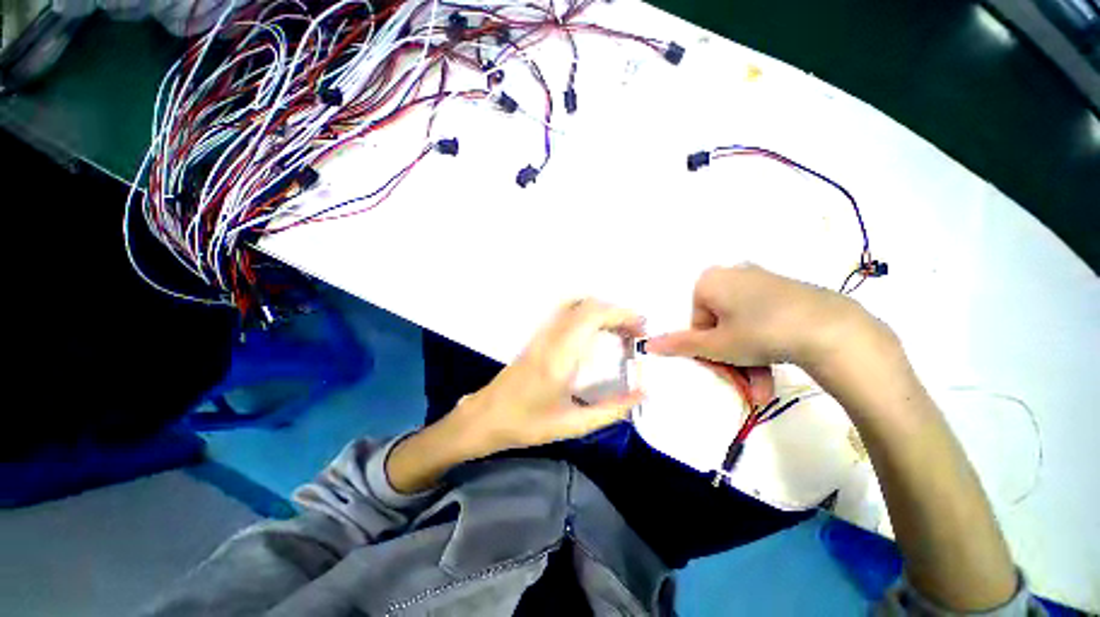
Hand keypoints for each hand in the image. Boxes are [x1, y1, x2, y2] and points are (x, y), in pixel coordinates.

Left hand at [453, 299, 645, 455]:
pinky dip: (586, 312)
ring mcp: (540, 333)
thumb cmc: (526, 425)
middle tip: (635, 332)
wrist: (485, 417)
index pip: (592, 317)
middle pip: (587, 305)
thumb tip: (642, 393)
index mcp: (560, 358)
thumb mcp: (572, 425)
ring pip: (575, 304)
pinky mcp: (536, 336)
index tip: (641, 328)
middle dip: (616, 312)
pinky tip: (595, 329)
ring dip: (601, 310)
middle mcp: (550, 337)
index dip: (621, 314)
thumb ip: (611, 409)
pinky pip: (565, 311)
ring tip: (619, 329)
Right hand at [645, 263, 876, 372]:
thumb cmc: (760, 333)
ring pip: (741, 324)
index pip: (696, 320)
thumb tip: (647, 345)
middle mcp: (733, 274)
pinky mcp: (785, 291)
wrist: (833, 329)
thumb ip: (679, 344)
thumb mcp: (716, 345)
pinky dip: (764, 343)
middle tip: (742, 381)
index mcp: (709, 280)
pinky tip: (773, 367)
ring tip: (761, 388)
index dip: (706, 346)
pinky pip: (762, 318)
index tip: (721, 363)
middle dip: (729, 356)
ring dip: (747, 358)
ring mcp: (761, 281)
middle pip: (719, 323)